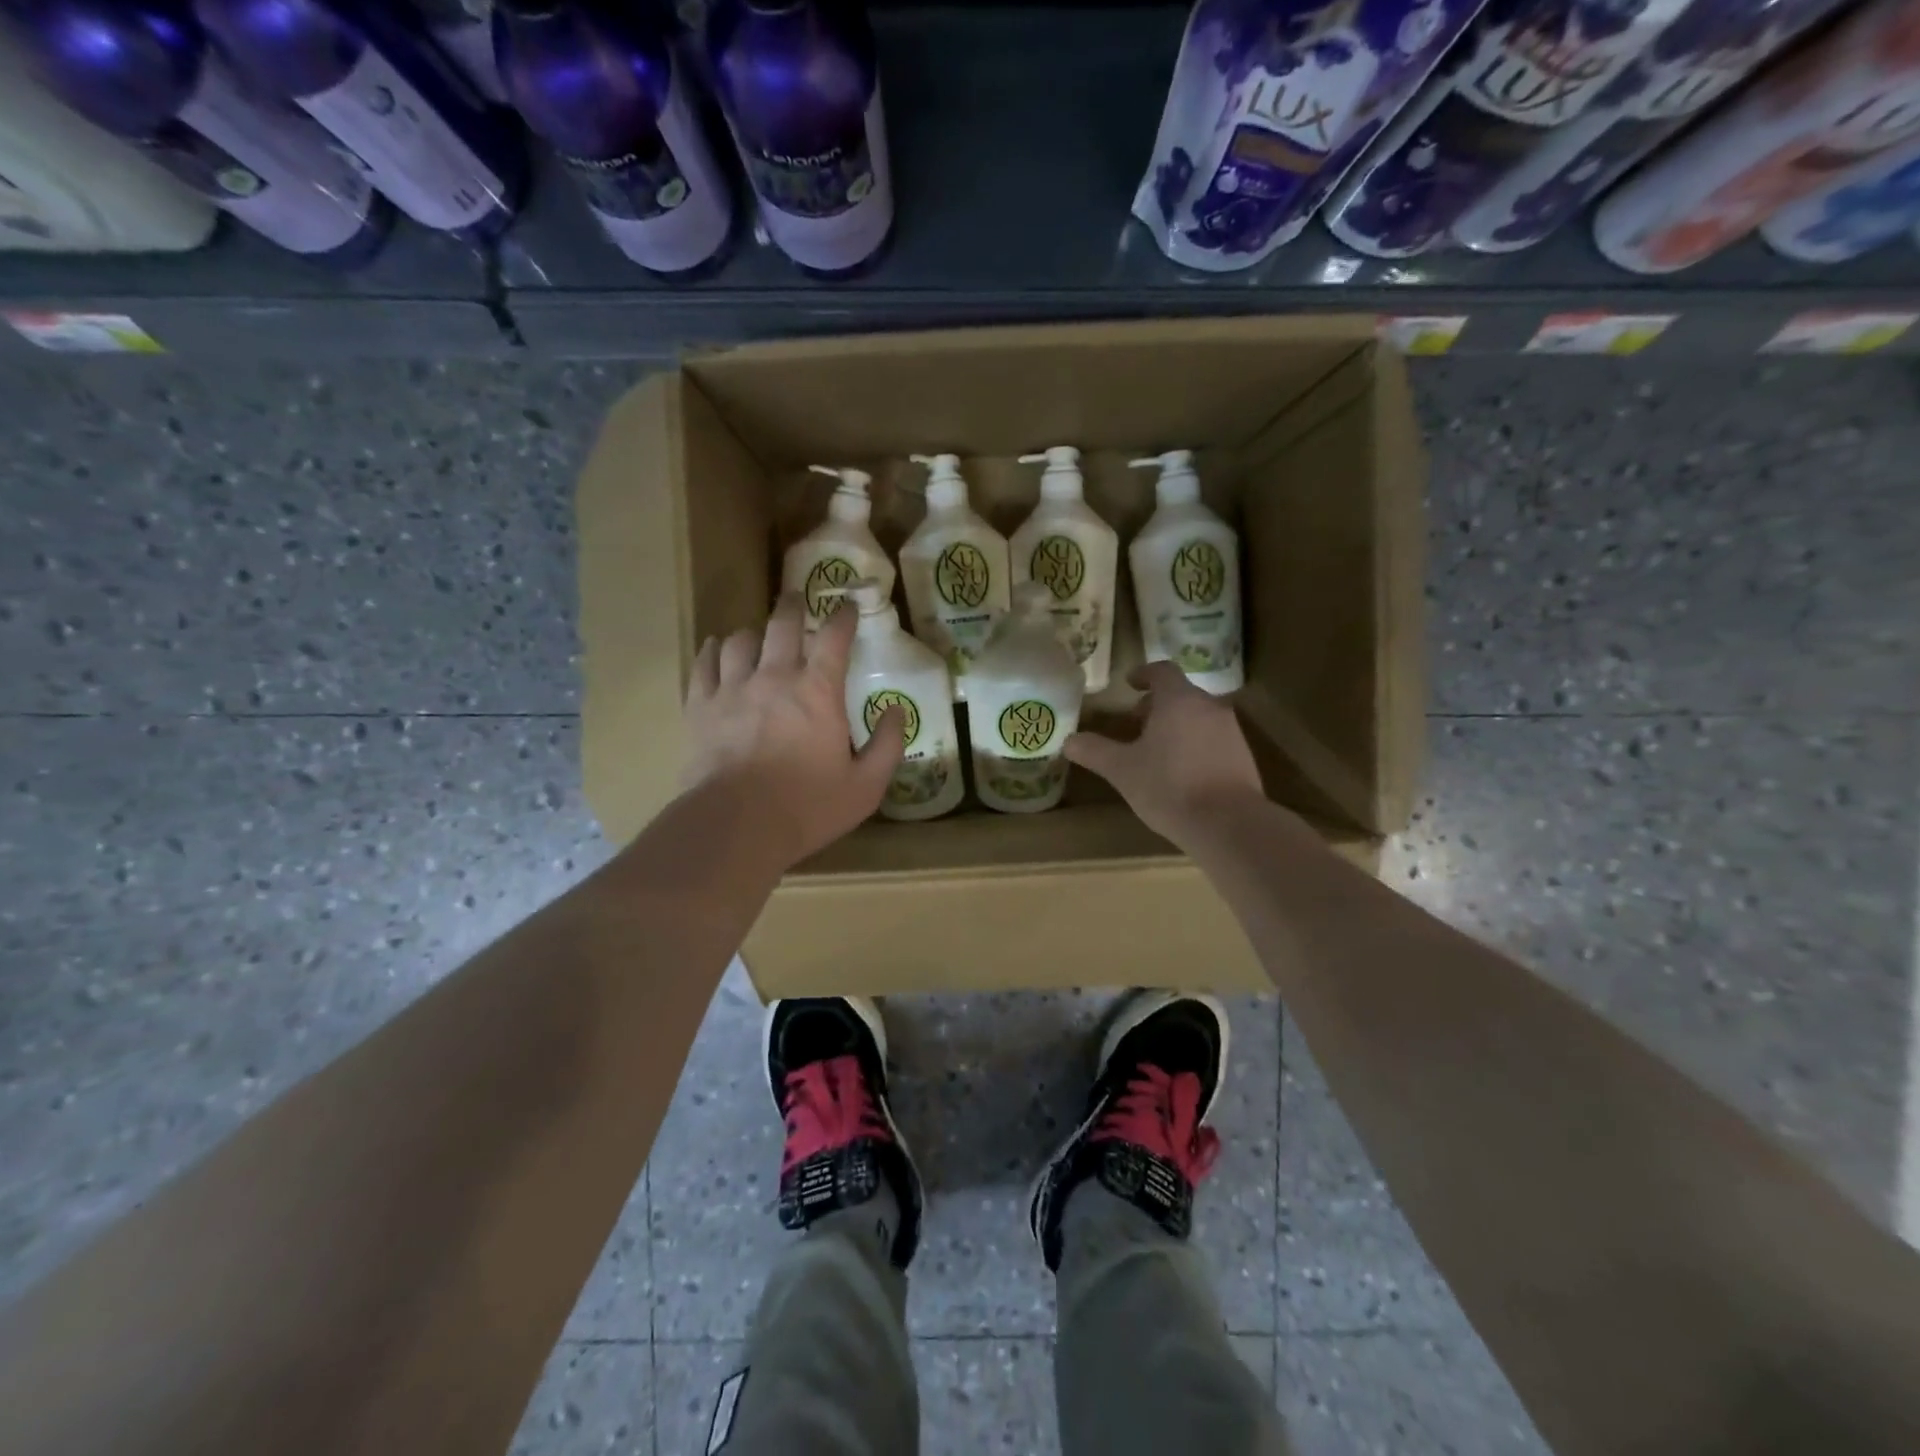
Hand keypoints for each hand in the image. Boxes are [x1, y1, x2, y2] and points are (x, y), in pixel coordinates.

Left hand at [681, 593, 905, 869]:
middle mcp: (774, 677)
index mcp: (818, 691)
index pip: (835, 638)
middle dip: (794, 607)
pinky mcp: (700, 707)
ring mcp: (732, 689)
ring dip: (754, 633)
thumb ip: (888, 745)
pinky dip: (712, 651)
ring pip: (740, 640)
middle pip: (783, 625)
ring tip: (758, 635)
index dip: (844, 616)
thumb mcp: (866, 785)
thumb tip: (898, 711)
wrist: (736, 826)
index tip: (849, 605)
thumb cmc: (807, 807)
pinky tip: (716, 649)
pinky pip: (704, 664)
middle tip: (797, 600)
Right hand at [1065, 661, 1264, 846]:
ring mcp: (1230, 731)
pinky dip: (1194, 744)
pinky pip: (1212, 739)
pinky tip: (1181, 773)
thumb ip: (1094, 751)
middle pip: (1181, 694)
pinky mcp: (1243, 756)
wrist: (1228, 823)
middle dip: (1156, 705)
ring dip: (1176, 725)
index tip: (1129, 684)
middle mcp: (1208, 707)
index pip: (1162, 671)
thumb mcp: (1122, 770)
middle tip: (1136, 723)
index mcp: (1178, 700)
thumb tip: (1069, 741)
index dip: (1144, 674)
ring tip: (1156, 751)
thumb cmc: (1169, 787)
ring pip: (1198, 717)